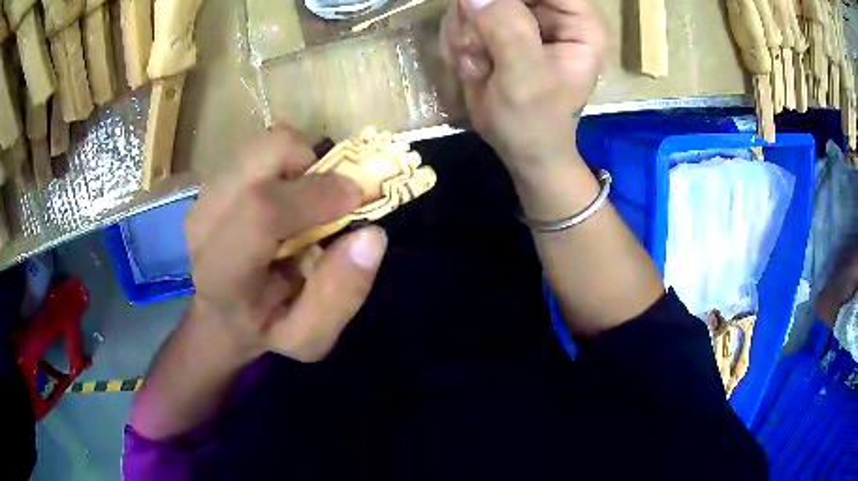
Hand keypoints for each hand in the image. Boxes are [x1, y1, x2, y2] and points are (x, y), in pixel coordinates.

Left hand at [185, 127, 387, 362]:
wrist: (221, 312)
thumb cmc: (265, 328)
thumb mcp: (309, 337)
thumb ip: (340, 296)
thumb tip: (372, 235)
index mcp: (223, 270)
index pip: (261, 211)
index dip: (315, 195)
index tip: (356, 199)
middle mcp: (205, 220)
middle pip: (266, 153)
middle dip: (312, 166)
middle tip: (327, 203)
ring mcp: (206, 193)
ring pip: (268, 143)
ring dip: (300, 165)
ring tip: (303, 204)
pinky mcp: (215, 177)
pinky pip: (263, 148)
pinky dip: (288, 164)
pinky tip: (285, 199)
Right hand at [440, 0, 605, 174]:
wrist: (520, 149)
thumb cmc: (535, 121)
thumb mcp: (526, 78)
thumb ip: (508, 30)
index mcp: (577, 22)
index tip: (483, 11)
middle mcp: (551, 13)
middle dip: (479, 17)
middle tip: (477, 49)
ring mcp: (521, 18)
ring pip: (477, 0)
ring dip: (465, 31)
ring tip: (477, 65)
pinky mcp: (497, 28)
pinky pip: (464, 16)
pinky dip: (458, 40)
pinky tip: (471, 66)